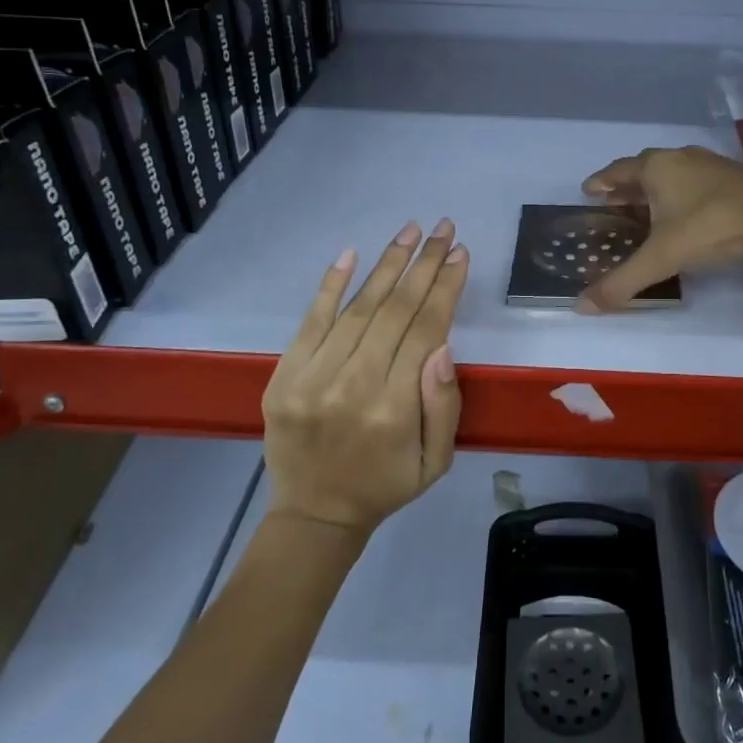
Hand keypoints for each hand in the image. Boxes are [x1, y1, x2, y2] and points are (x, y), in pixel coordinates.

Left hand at [261, 219, 468, 535]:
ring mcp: (311, 378)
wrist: (315, 513)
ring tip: (410, 231)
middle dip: (423, 264)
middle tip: (443, 228)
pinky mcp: (283, 376)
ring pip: (357, 308)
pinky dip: (330, 285)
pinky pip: (310, 321)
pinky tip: (351, 253)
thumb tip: (442, 346)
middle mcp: (352, 386)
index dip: (444, 288)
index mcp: (393, 410)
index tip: (459, 254)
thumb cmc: (386, 485)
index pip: (424, 331)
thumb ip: (443, 405)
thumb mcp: (436, 461)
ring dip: (387, 264)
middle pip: (394, 310)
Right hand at [576, 147, 742, 311]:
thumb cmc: (711, 227)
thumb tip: (581, 306)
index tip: (587, 192)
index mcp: (656, 167)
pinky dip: (678, 196)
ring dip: (654, 191)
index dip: (600, 183)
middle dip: (625, 188)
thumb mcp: (662, 258)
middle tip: (611, 206)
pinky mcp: (732, 178)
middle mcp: (679, 158)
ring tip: (643, 211)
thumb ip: (622, 282)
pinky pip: (692, 183)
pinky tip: (683, 214)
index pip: (617, 171)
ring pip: (671, 175)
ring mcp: (708, 165)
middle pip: (643, 170)